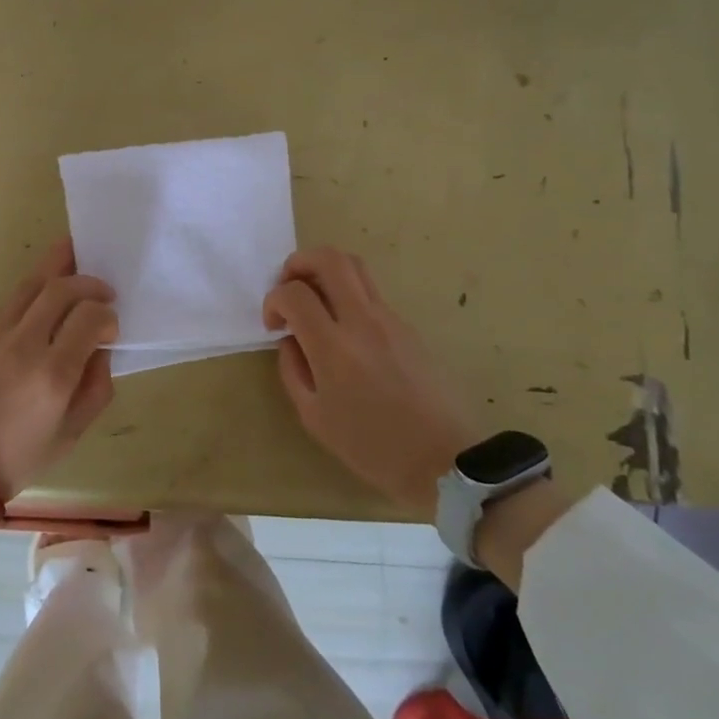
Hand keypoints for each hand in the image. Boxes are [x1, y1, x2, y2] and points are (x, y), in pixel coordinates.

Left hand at [0, 239, 117, 497]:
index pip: (89, 316)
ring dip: (58, 270)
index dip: (107, 314)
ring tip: (76, 261)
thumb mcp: (71, 434)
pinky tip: (43, 302)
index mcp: (52, 374)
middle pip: (60, 288)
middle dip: (88, 282)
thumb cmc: (17, 458)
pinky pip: (10, 302)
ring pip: (30, 284)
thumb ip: (96, 388)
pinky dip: (33, 293)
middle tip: (103, 290)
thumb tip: (100, 350)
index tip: (111, 326)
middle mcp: (22, 345)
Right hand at [263, 247, 480, 512]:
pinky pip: (370, 293)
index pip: (294, 293)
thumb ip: (293, 370)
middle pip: (329, 258)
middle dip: (298, 263)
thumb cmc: (373, 447)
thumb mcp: (315, 417)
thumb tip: (291, 340)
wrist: (445, 460)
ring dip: (324, 272)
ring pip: (354, 266)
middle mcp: (362, 321)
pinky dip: (346, 295)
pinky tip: (342, 330)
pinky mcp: (407, 326)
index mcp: (334, 347)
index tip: (274, 325)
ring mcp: (390, 319)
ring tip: (314, 302)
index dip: (273, 300)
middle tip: (289, 289)